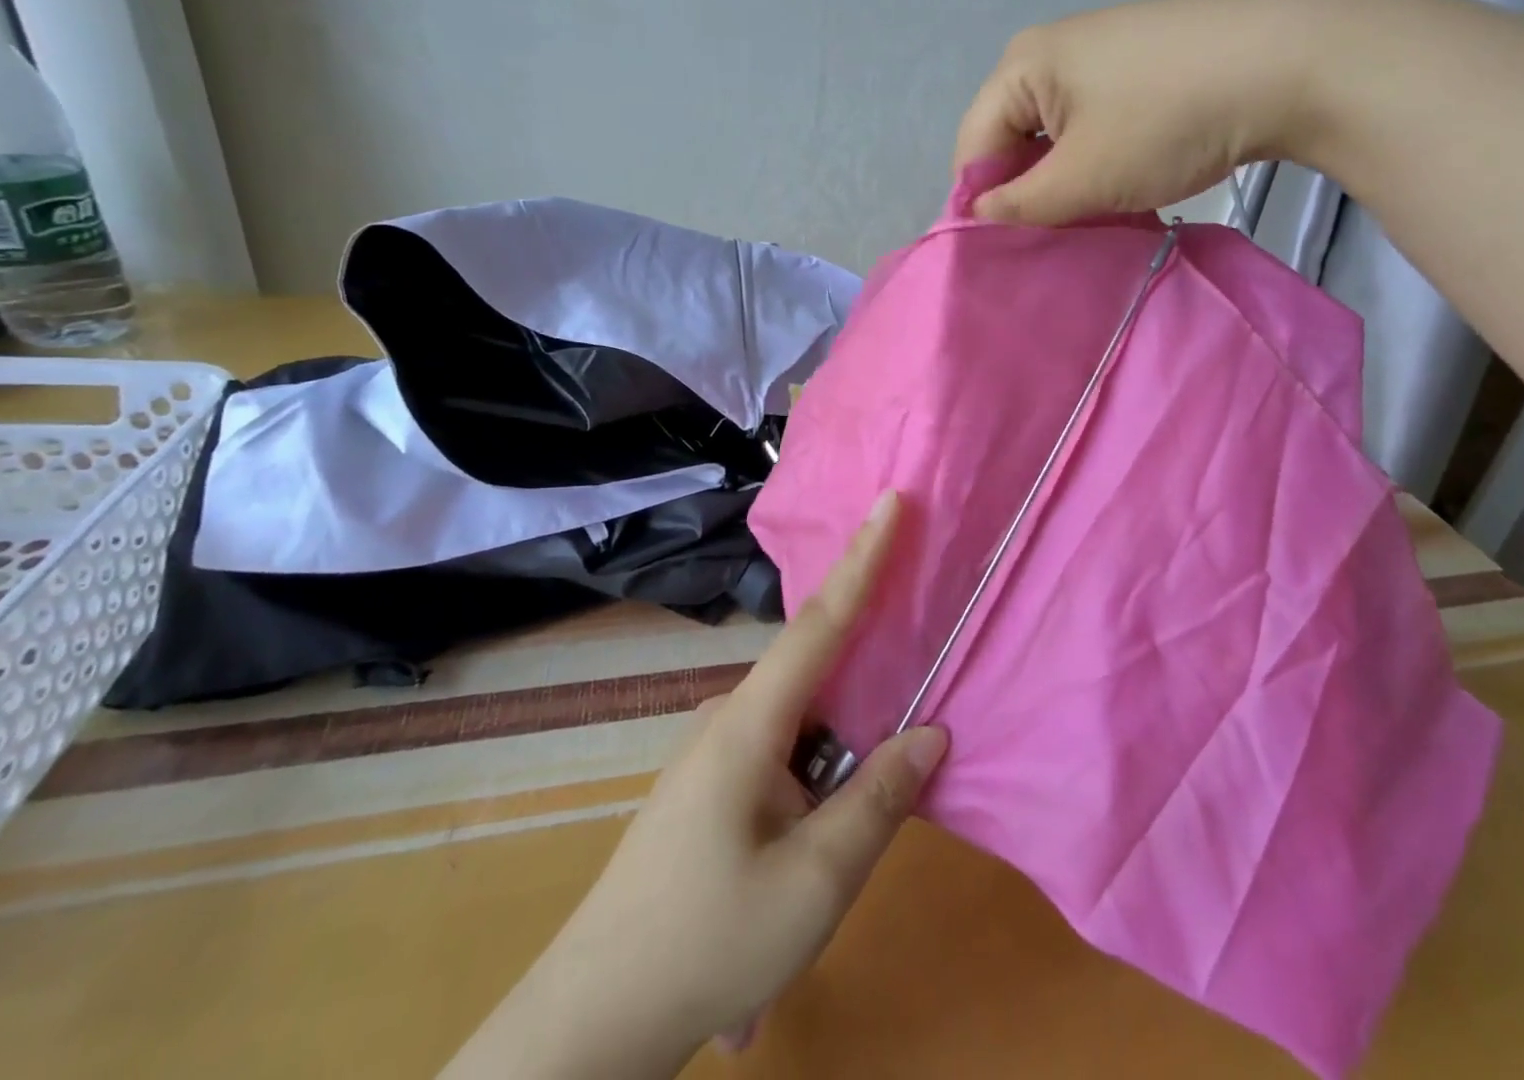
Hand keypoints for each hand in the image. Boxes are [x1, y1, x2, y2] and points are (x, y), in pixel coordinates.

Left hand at [441, 491, 945, 1079]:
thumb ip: (879, 798)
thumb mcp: (815, 881)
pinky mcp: (711, 785)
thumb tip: (931, 733)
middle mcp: (729, 718)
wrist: (593, 1022)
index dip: (862, 558)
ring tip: (855, 819)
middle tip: (917, 670)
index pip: (820, 621)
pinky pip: (783, 752)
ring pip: (803, 722)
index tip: (888, 501)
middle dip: (869, 664)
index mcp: (750, 723)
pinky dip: (818, 773)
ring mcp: (714, 752)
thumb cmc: (708, 943)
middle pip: (817, 670)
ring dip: (841, 751)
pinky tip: (819, 840)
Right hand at [953, 0, 1330, 224]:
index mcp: (1021, 65)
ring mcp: (1098, 52)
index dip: (981, 202)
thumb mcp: (1082, 178)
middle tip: (1049, 239)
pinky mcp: (1138, 63)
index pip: (973, 146)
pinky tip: (1122, 184)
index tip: (1004, 251)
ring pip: (1055, 135)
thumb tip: (975, 216)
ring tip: (1089, 217)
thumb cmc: (1165, 122)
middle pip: (1012, 137)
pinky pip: (1092, 122)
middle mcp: (1050, 50)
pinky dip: (1096, 158)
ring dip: (1064, 181)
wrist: (1287, 63)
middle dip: (1025, 192)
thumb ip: (1019, 205)